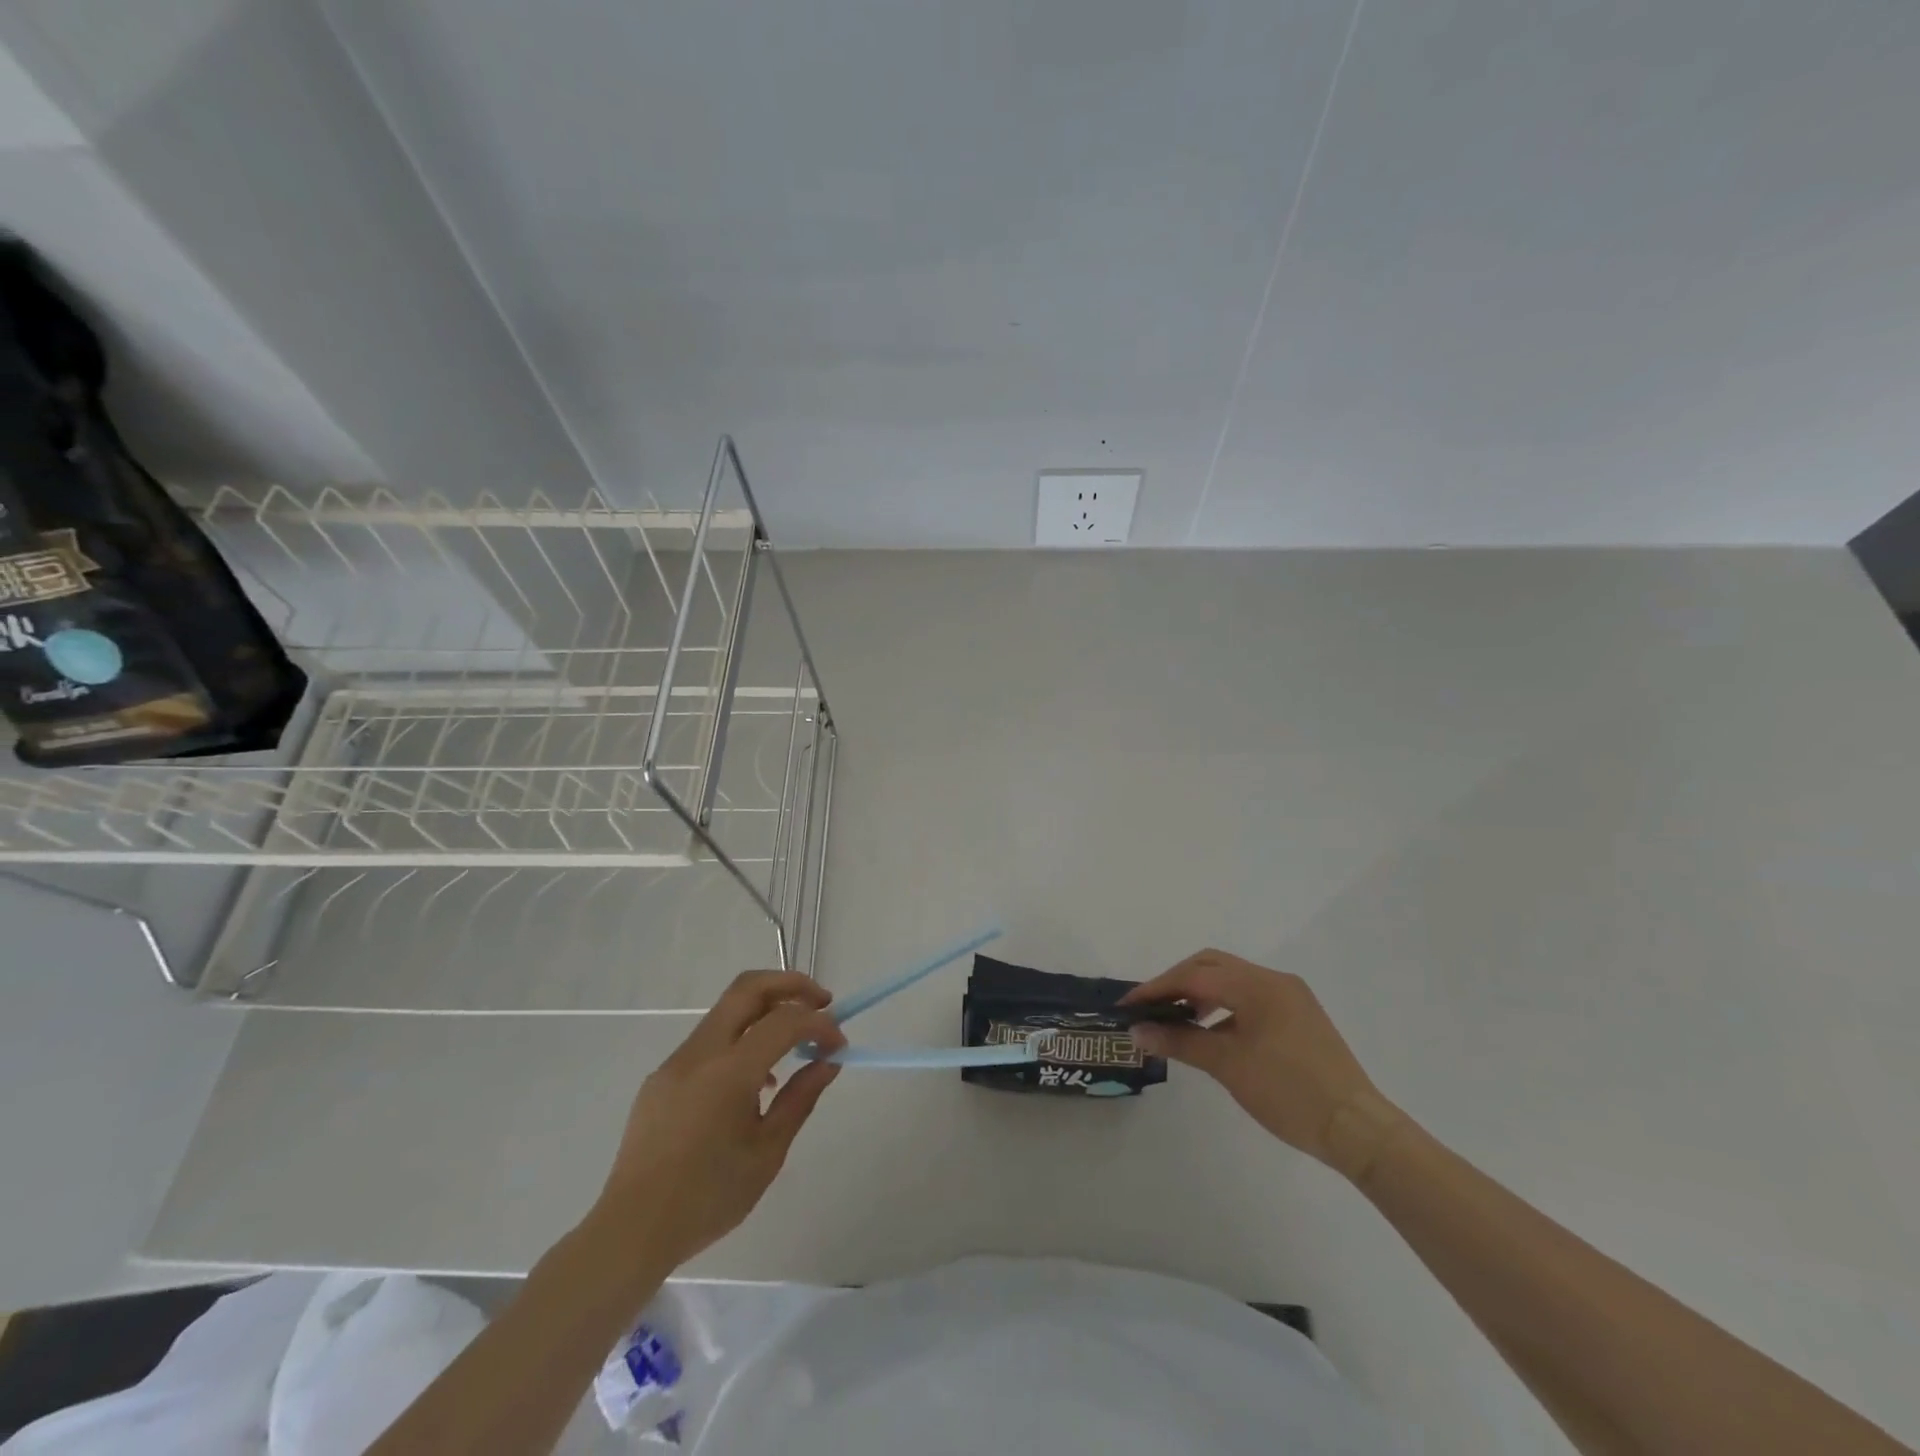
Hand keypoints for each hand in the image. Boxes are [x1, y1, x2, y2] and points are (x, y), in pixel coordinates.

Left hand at [589, 970, 846, 1271]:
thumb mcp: (767, 1153)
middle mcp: (699, 1053)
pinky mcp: (662, 1077)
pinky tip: (755, 1081)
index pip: (784, 1022)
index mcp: (727, 1073)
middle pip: (748, 988)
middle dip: (791, 985)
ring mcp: (676, 1061)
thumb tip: (828, 1062)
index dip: (819, 1024)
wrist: (631, 1232)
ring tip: (794, 1045)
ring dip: (766, 1011)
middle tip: (822, 1002)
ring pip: (727, 1010)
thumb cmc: (707, 1198)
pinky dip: (741, 1039)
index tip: (839, 1044)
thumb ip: (800, 1098)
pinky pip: (709, 1040)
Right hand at [1123, 950, 1406, 1183]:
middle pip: (1212, 965)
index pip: (1195, 974)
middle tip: (1150, 1007)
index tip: (1128, 1005)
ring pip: (1231, 979)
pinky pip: (1249, 997)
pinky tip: (1211, 1030)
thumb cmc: (1288, 1092)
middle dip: (1176, 982)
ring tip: (1176, 1019)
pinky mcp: (1298, 1015)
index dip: (1158, 987)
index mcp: (1258, 984)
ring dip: (1199, 992)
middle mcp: (1274, 980)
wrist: (1356, 1128)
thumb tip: (1137, 1031)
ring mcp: (1290, 997)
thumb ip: (1180, 1040)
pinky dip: (1223, 1006)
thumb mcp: (1228, 1065)